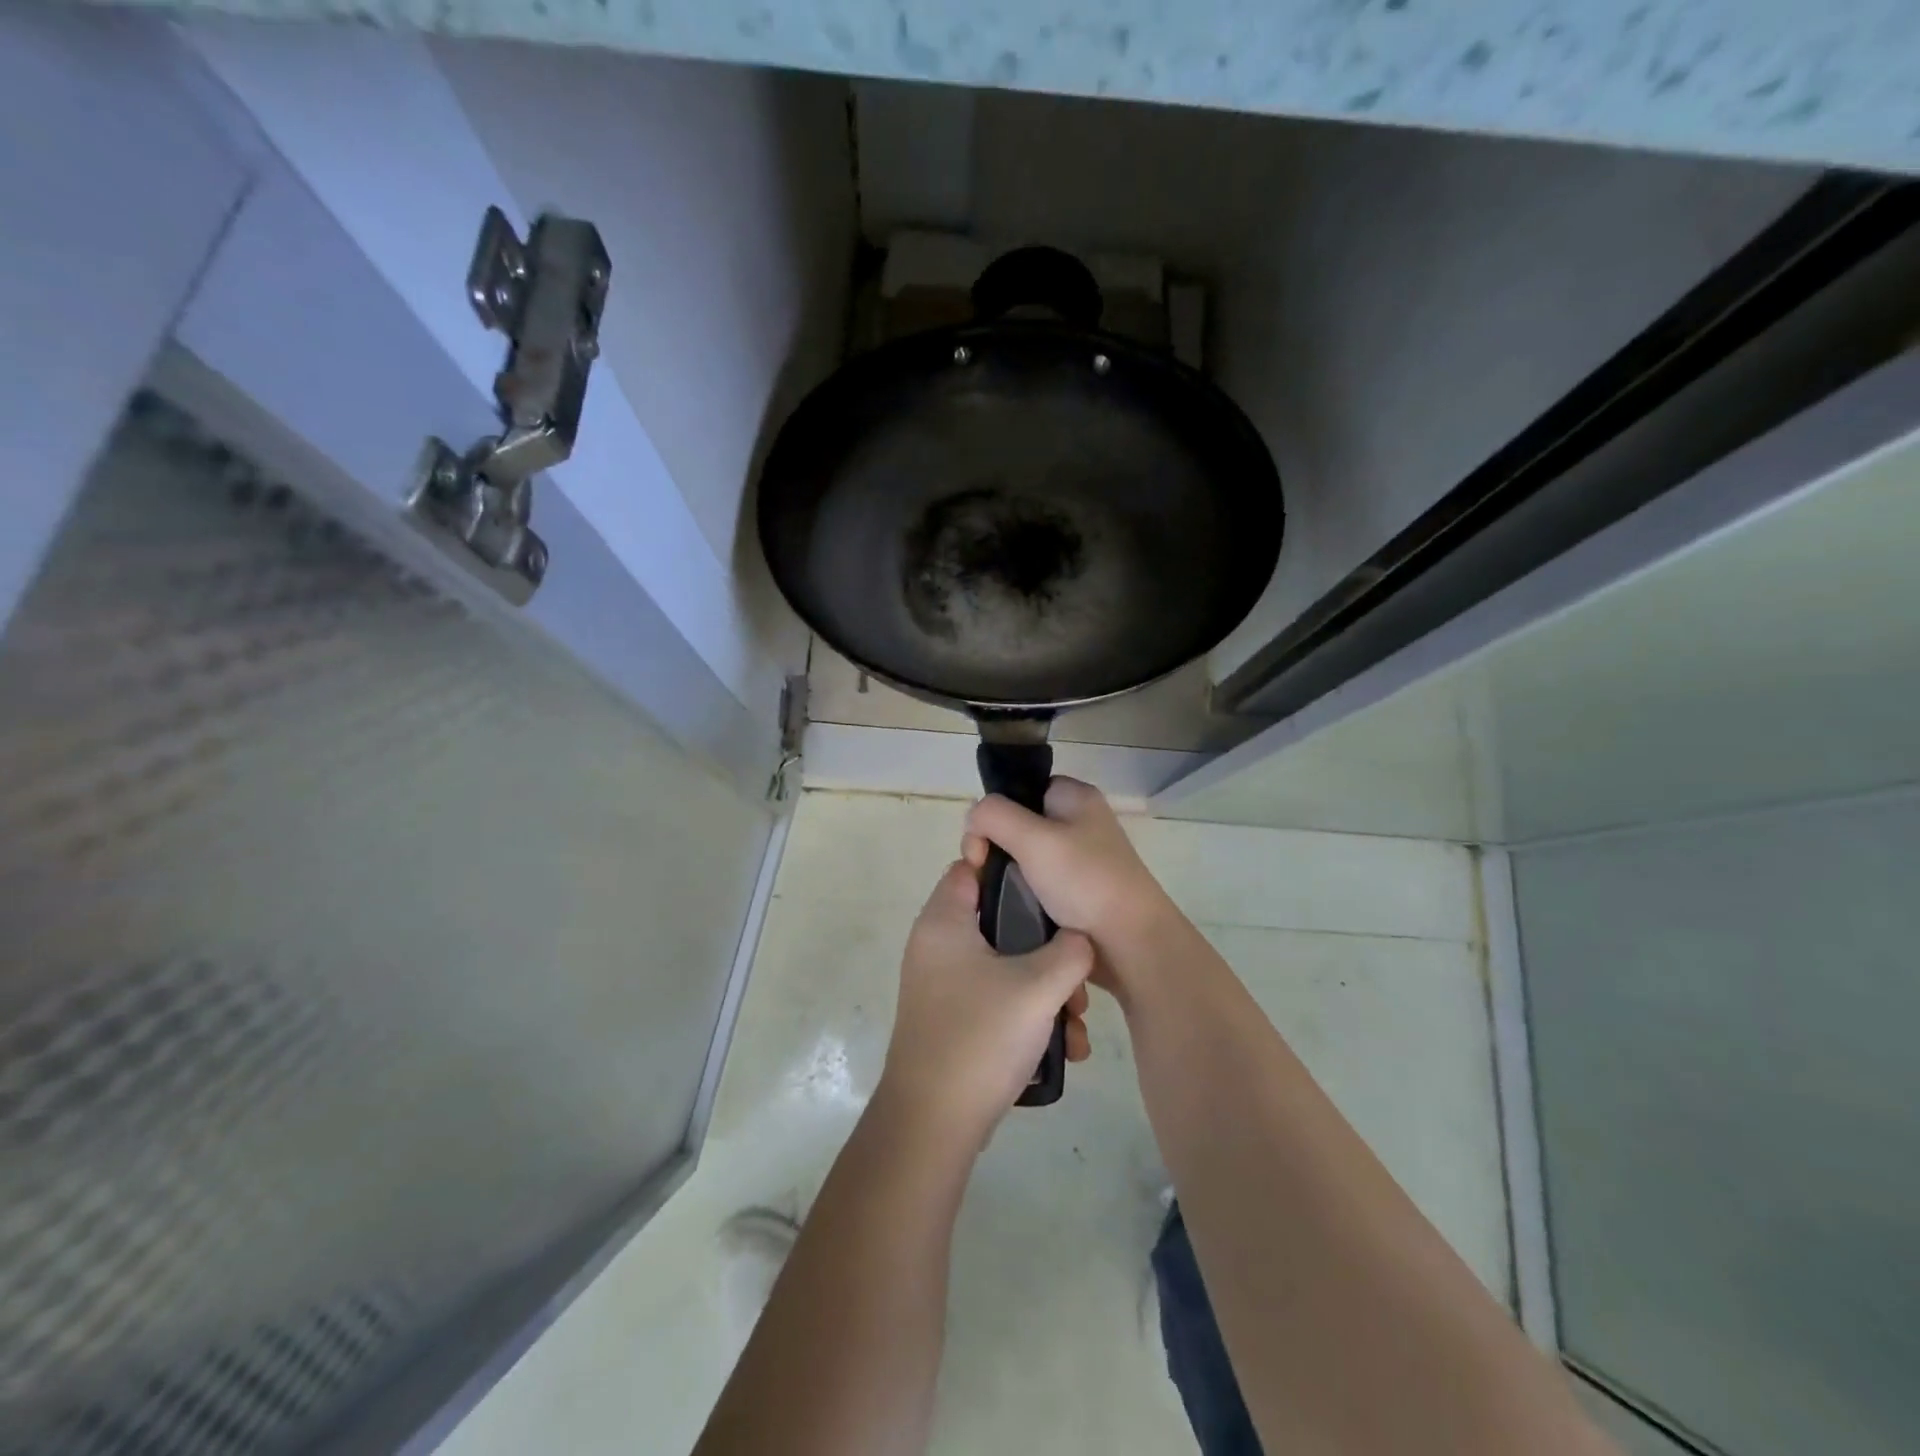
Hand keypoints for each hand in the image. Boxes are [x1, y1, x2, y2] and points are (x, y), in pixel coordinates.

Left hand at [876, 862, 1093, 1148]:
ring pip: (1005, 966)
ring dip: (1045, 988)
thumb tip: (1079, 940)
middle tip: (1076, 974)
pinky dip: (1028, 1014)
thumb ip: (1070, 951)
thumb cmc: (981, 1037)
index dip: (1012, 870)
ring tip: (1077, 1021)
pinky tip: (1064, 1047)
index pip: (972, 868)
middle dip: (1046, 947)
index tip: (1053, 888)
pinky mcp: (954, 1018)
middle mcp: (938, 946)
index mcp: (944, 921)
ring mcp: (944, 985)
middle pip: (999, 922)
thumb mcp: (1038, 987)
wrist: (934, 1123)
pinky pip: (997, 999)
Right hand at [962, 778, 1177, 968]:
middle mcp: (1079, 823)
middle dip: (995, 846)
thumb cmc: (1085, 882)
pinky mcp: (1076, 893)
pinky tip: (1012, 910)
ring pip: (1024, 857)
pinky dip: (1020, 895)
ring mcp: (1079, 860)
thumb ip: (994, 816)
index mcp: (1076, 798)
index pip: (1022, 789)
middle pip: (1018, 823)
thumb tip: (975, 819)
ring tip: (994, 896)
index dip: (996, 811)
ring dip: (1005, 874)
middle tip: (982, 872)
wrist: (1130, 946)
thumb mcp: (1034, 839)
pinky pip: (1036, 884)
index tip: (982, 844)